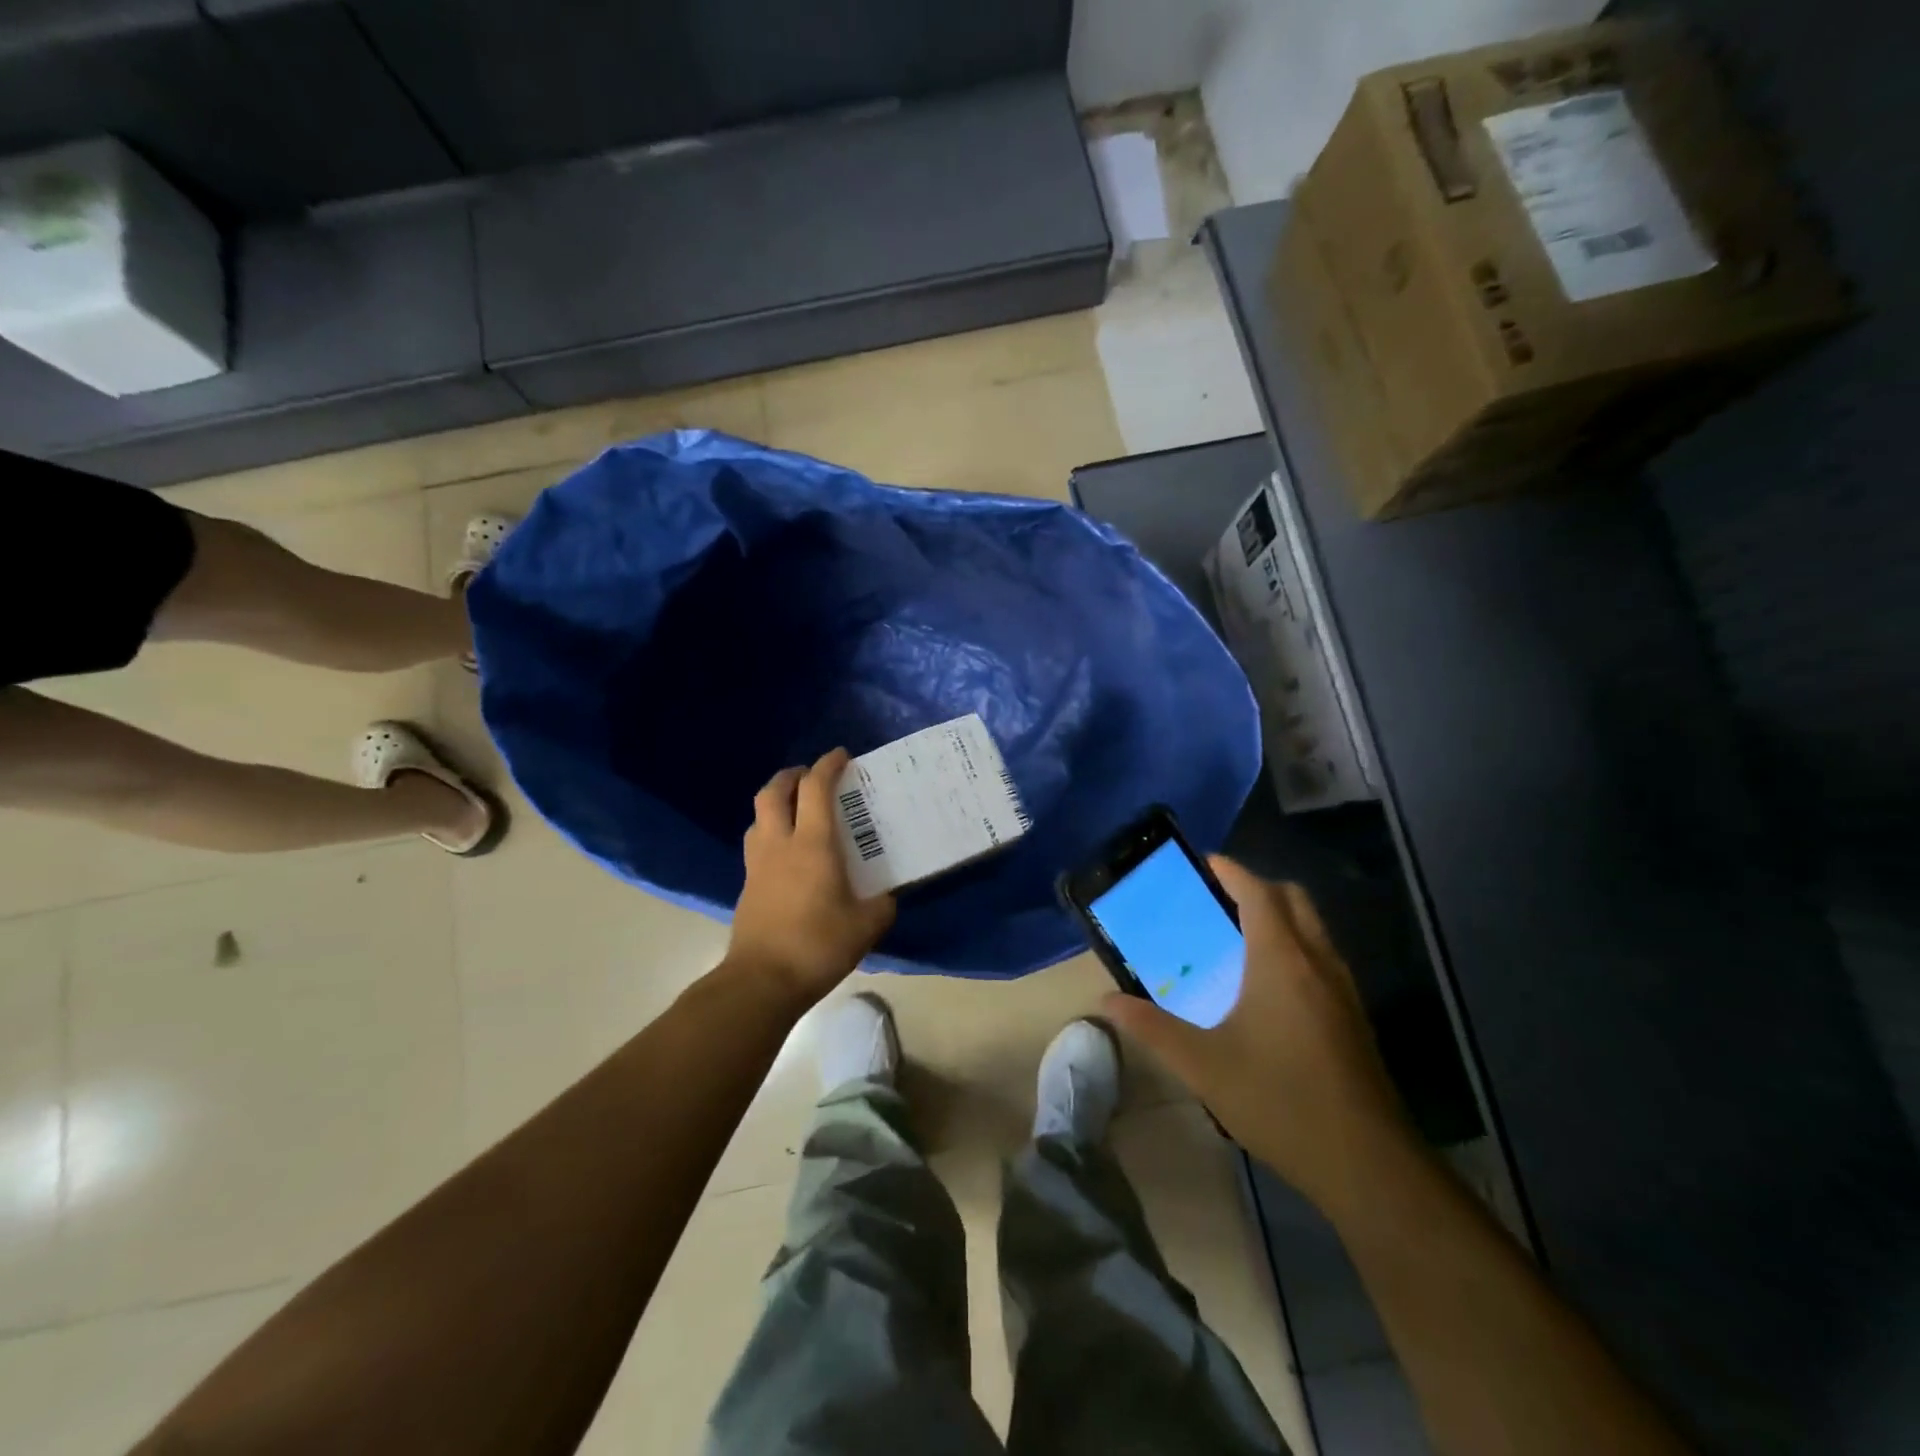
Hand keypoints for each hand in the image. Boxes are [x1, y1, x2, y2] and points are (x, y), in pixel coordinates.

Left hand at [727, 749, 896, 1002]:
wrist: (763, 980)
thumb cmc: (819, 945)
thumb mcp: (867, 925)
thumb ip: (882, 904)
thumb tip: (887, 895)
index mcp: (813, 843)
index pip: (815, 788)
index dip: (828, 765)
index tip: (842, 756)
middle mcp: (780, 843)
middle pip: (773, 791)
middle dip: (792, 775)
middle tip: (810, 776)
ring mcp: (758, 864)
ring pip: (759, 816)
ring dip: (776, 802)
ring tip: (796, 810)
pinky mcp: (748, 885)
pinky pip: (757, 843)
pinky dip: (771, 832)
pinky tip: (787, 853)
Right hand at [1104, 858, 1415, 1214]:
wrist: (1368, 1165)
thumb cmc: (1280, 1101)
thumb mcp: (1203, 1066)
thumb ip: (1152, 1028)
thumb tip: (1106, 1001)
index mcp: (1281, 961)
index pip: (1259, 893)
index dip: (1231, 871)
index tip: (1204, 862)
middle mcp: (1318, 962)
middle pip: (1293, 899)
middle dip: (1257, 887)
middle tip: (1217, 899)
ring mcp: (1343, 990)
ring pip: (1313, 928)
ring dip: (1279, 916)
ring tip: (1237, 936)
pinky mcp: (1353, 1017)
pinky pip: (1322, 956)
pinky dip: (1294, 945)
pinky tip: (1268, 985)